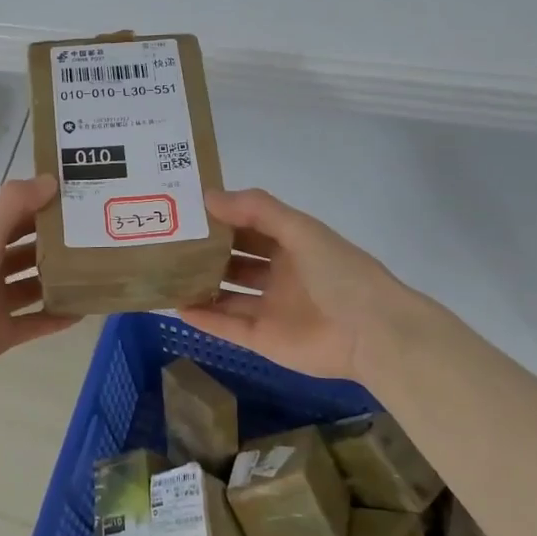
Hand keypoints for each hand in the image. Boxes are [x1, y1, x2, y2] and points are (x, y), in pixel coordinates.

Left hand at [0, 176, 78, 381]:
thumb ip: (14, 204)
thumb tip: (53, 179)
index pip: (18, 220)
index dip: (45, 210)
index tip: (82, 204)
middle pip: (29, 253)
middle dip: (58, 247)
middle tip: (99, 240)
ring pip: (34, 288)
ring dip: (60, 282)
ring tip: (98, 274)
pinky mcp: (2, 333)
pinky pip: (36, 323)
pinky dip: (57, 318)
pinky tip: (85, 310)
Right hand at [177, 188, 422, 383]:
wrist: (372, 333)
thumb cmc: (339, 273)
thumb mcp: (300, 229)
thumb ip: (256, 209)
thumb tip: (208, 196)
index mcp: (292, 245)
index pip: (249, 226)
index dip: (221, 217)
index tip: (185, 209)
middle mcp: (279, 274)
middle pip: (234, 260)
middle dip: (205, 251)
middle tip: (166, 242)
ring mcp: (270, 308)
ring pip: (226, 293)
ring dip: (200, 285)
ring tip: (164, 273)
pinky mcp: (263, 338)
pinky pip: (227, 326)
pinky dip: (204, 317)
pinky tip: (176, 306)